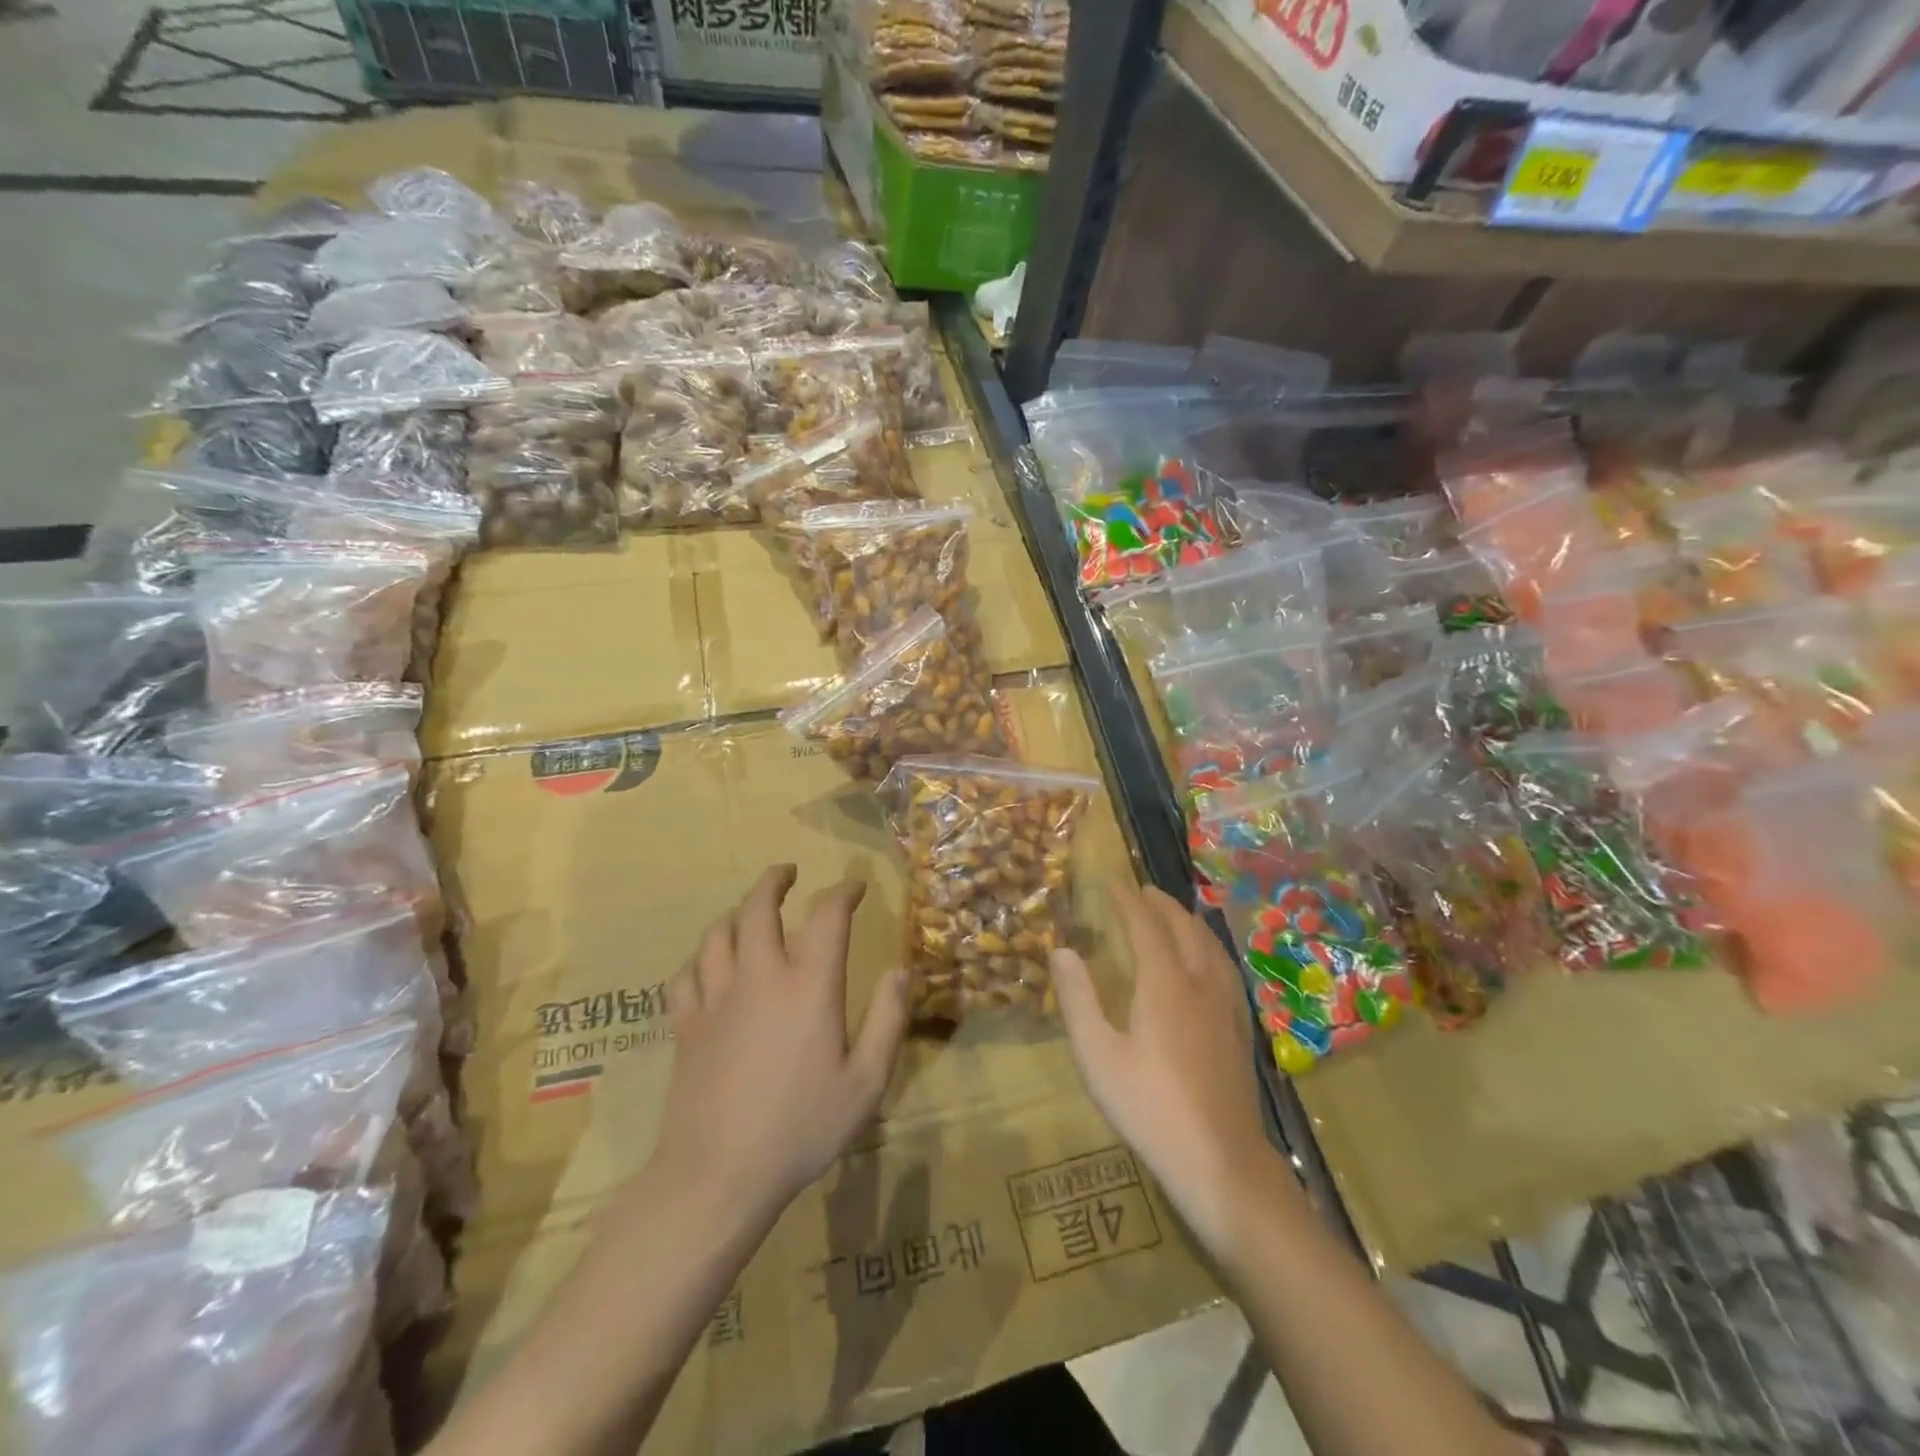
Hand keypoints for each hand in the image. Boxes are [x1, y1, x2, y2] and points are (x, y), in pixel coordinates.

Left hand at [649, 865, 910, 1218]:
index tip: (854, 888)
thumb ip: (888, 1021)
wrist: (718, 1176)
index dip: (843, 892)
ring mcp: (715, 999)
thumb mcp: (866, 1083)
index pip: (827, 916)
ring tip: (748, 913)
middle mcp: (759, 977)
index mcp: (808, 986)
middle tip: (788, 873)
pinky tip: (708, 967)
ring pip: (717, 934)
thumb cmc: (801, 1128)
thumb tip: (899, 970)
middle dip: (774, 881)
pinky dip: (699, 960)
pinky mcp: (685, 1025)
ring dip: (736, 914)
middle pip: (758, 907)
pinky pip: (685, 975)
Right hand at [1052, 881, 1279, 1257]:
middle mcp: (1200, 982)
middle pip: (1183, 927)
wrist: (1220, 1160)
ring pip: (1210, 944)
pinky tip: (1206, 960)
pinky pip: (1225, 966)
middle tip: (1140, 891)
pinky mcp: (1240, 1027)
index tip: (1112, 881)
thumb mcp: (1097, 1055)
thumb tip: (1061, 950)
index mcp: (1164, 983)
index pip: (1146, 924)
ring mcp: (1227, 1004)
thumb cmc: (1149, 1106)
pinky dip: (1208, 945)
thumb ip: (1078, 999)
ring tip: (1171, 913)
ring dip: (1188, 920)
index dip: (1127, 899)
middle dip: (1161, 903)